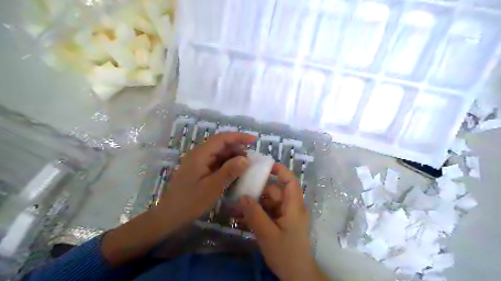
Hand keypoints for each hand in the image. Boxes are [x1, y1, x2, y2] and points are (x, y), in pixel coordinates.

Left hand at [101, 133, 254, 266]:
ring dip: (233, 157)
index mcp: (200, 154)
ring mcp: (198, 162)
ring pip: (219, 153)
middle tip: (252, 158)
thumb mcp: (212, 187)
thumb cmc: (190, 201)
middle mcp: (199, 154)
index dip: (239, 137)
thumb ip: (230, 171)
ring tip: (246, 166)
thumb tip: (246, 158)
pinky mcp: (199, 170)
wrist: (169, 216)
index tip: (254, 140)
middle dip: (237, 148)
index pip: (222, 138)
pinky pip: (216, 162)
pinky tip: (235, 172)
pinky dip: (227, 165)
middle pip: (221, 144)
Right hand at [240, 163, 329, 279]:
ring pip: (269, 203)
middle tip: (238, 196)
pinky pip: (268, 213)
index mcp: (294, 206)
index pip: (290, 181)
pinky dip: (257, 214)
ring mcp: (286, 215)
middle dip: (257, 193)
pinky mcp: (281, 223)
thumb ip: (255, 214)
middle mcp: (291, 207)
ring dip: (254, 205)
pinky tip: (242, 219)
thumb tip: (242, 196)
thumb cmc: (286, 253)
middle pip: (274, 192)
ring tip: (236, 210)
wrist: (296, 275)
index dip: (280, 171)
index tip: (263, 166)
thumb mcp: (267, 234)